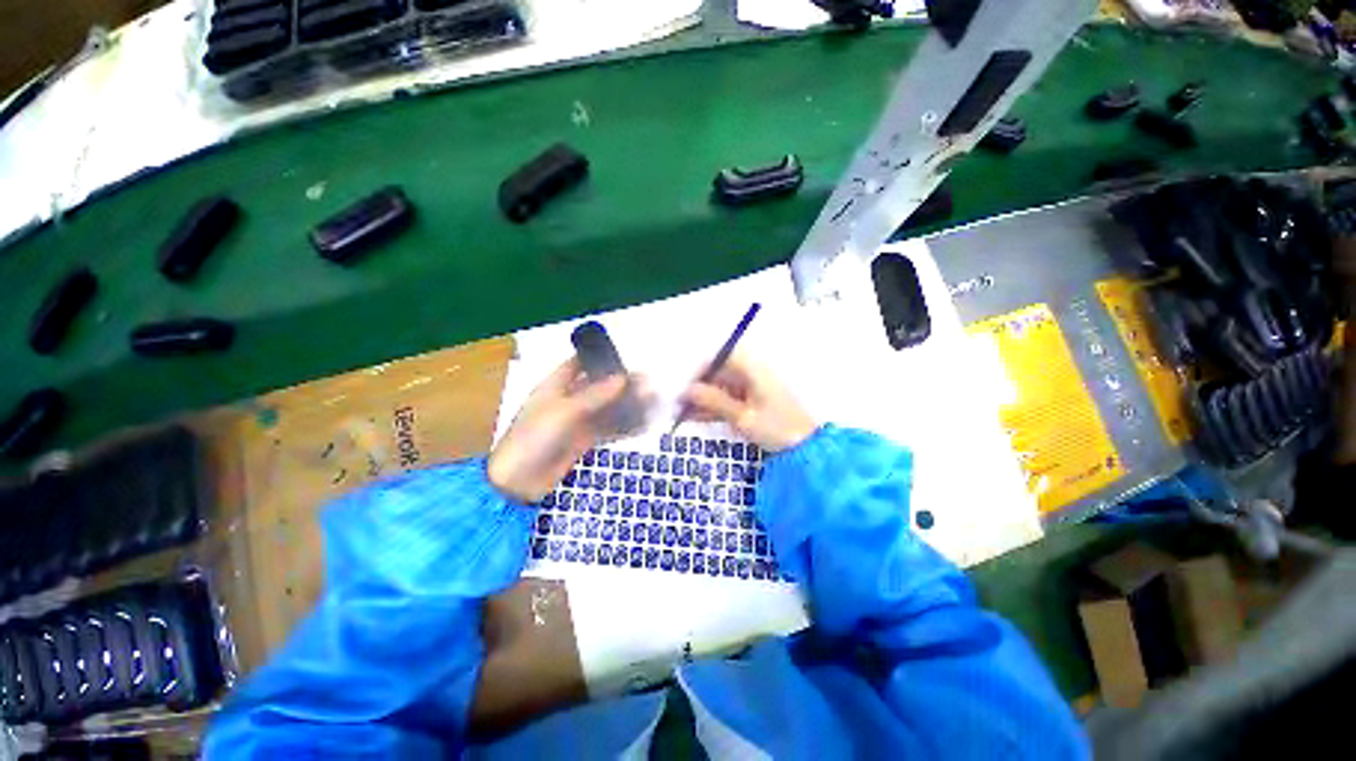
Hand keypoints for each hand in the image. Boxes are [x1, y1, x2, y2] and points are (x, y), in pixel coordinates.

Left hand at [488, 358, 635, 502]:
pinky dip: (625, 425)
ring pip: (607, 408)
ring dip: (628, 405)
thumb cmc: (535, 437)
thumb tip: (623, 377)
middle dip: (622, 384)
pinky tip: (644, 423)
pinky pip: (609, 429)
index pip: (578, 365)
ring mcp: (577, 422)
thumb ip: (595, 395)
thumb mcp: (564, 411)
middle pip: (599, 387)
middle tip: (648, 383)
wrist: (518, 482)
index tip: (624, 358)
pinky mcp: (585, 441)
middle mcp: (567, 401)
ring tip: (653, 401)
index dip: (599, 359)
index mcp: (554, 386)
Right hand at [679, 353, 816, 452]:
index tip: (683, 382)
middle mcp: (752, 374)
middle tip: (676, 401)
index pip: (722, 356)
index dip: (701, 366)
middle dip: (697, 386)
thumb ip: (714, 401)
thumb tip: (686, 390)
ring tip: (679, 412)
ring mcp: (751, 389)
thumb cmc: (777, 428)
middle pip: (718, 372)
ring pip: (720, 388)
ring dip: (702, 399)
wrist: (806, 450)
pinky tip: (693, 417)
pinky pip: (726, 400)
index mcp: (754, 369)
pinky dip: (712, 408)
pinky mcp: (751, 403)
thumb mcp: (743, 416)